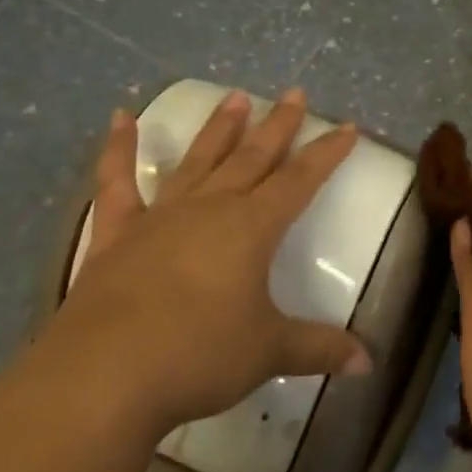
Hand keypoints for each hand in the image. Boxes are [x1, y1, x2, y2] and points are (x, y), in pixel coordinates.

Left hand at [46, 87, 371, 435]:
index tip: (346, 126)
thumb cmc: (198, 356)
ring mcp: (160, 218)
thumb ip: (319, 348)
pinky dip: (118, 149)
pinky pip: (117, 184)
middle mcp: (210, 209)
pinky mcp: (115, 236)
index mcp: (252, 228)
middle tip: (294, 93)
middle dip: (278, 125)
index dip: (326, 153)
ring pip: (198, 161)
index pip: (300, 180)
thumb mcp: (268, 353)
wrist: (102, 378)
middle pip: (252, 157)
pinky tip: (119, 117)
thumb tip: (368, 362)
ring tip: (235, 96)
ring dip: (218, 128)